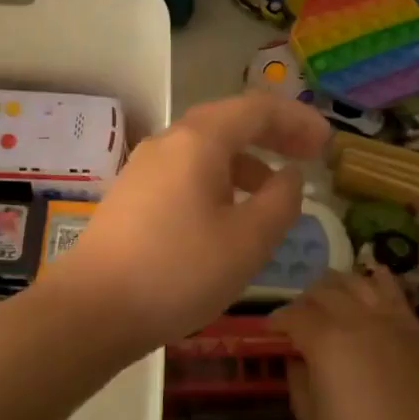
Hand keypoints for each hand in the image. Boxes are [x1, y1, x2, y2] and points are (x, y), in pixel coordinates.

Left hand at [45, 92, 330, 351]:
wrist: (91, 309)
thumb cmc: (179, 271)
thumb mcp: (247, 241)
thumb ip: (280, 202)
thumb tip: (289, 176)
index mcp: (200, 140)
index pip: (257, 109)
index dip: (297, 121)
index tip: (327, 143)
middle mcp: (170, 141)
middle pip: (230, 121)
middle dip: (273, 134)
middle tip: (307, 155)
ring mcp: (145, 167)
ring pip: (207, 148)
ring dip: (246, 160)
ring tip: (273, 193)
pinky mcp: (133, 194)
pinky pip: (187, 171)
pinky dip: (219, 179)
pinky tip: (227, 215)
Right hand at [272, 268, 418, 419]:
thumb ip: (300, 386)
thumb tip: (296, 362)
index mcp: (326, 342)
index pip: (293, 316)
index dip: (277, 320)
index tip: (270, 331)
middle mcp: (354, 319)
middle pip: (322, 291)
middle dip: (303, 301)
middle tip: (298, 320)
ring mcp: (387, 318)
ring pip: (354, 280)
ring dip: (335, 285)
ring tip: (329, 299)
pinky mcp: (412, 324)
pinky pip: (391, 287)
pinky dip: (375, 277)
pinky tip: (369, 278)